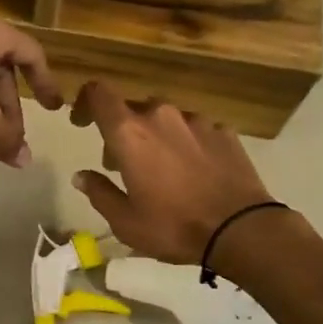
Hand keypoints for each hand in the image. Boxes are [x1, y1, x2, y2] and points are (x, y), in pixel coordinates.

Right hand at [69, 81, 277, 264]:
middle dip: (121, 132)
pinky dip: (186, 144)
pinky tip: (193, 171)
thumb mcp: (126, 221)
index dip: (85, 102)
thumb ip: (99, 193)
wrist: (241, 229)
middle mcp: (161, 116)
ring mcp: (196, 121)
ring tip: (161, 170)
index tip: (81, 123)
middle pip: (132, 109)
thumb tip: (81, 176)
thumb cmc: (174, 226)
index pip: (99, 94)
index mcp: (130, 133)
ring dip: (155, 137)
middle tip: (121, 165)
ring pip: (165, 118)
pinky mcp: (224, 131)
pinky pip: (194, 130)